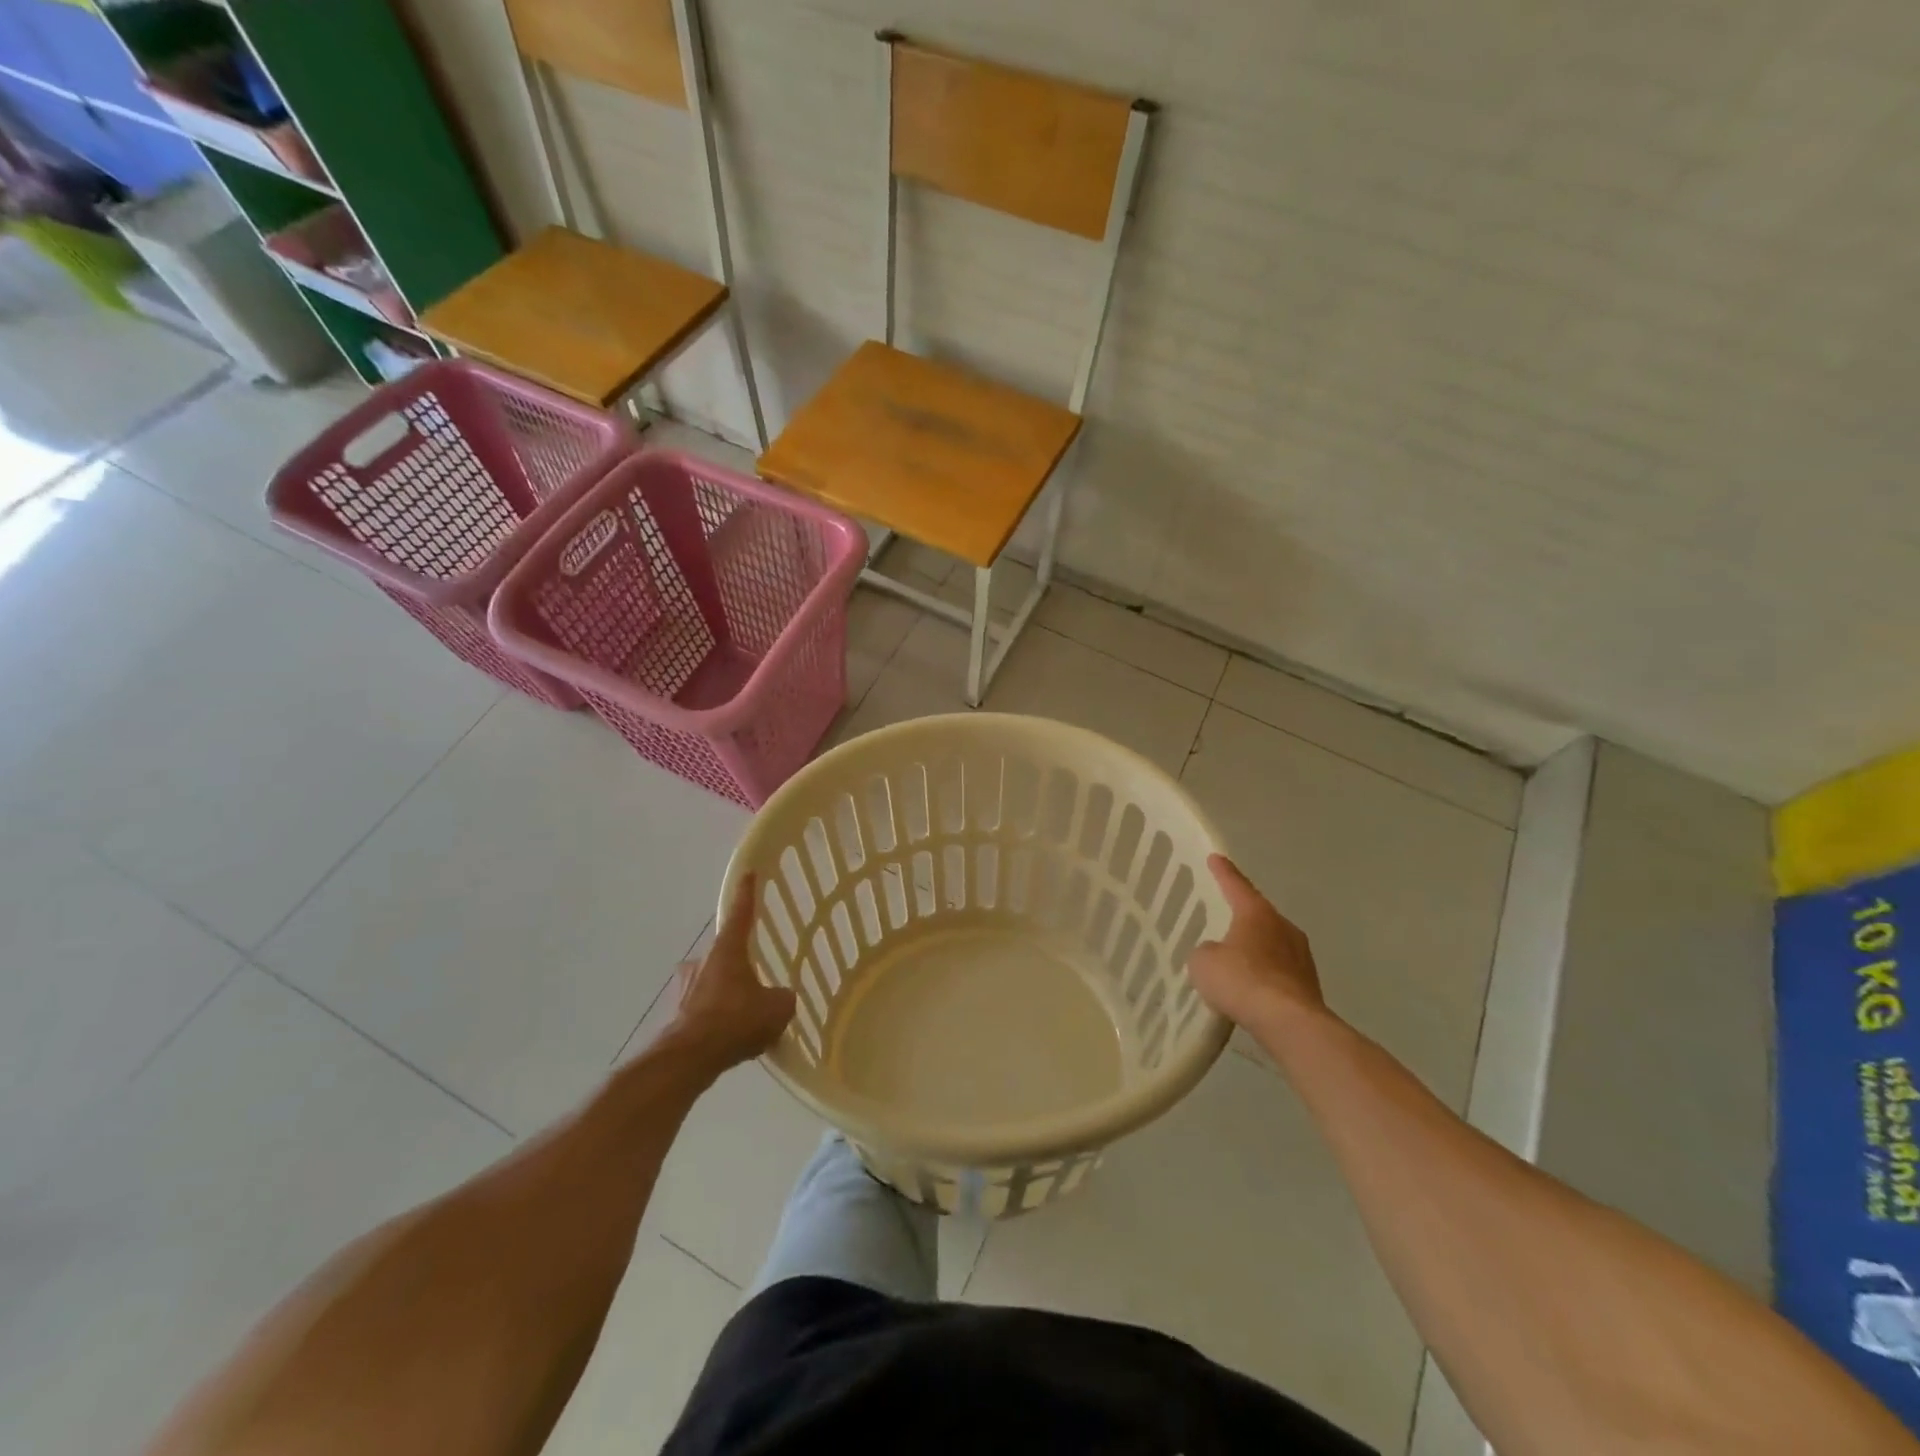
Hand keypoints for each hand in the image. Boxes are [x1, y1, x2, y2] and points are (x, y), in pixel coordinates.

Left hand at [665, 875, 795, 1072]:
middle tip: (756, 985)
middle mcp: (702, 961)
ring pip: (712, 984)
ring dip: (726, 996)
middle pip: (724, 954)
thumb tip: (781, 998)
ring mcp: (684, 988)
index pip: (740, 913)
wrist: (688, 1059)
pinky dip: (715, 1020)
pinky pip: (702, 1011)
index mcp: (727, 950)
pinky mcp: (674, 1015)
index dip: (747, 894)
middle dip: (739, 967)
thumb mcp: (777, 1008)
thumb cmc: (735, 1021)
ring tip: (744, 1020)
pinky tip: (729, 1041)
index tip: (749, 873)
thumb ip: (783, 998)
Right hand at [1188, 855, 1328, 1032]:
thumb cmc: (1241, 980)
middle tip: (1224, 916)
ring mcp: (1301, 957)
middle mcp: (1283, 927)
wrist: (1289, 1023)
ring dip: (1255, 949)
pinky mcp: (1308, 985)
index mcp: (1257, 913)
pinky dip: (1265, 976)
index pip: (1236, 885)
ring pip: (1272, 944)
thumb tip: (1217, 955)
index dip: (1223, 872)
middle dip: (1242, 916)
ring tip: (1235, 960)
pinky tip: (1251, 990)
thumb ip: (1206, 951)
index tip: (1215, 858)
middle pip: (1259, 915)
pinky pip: (1279, 972)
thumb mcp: (1204, 962)